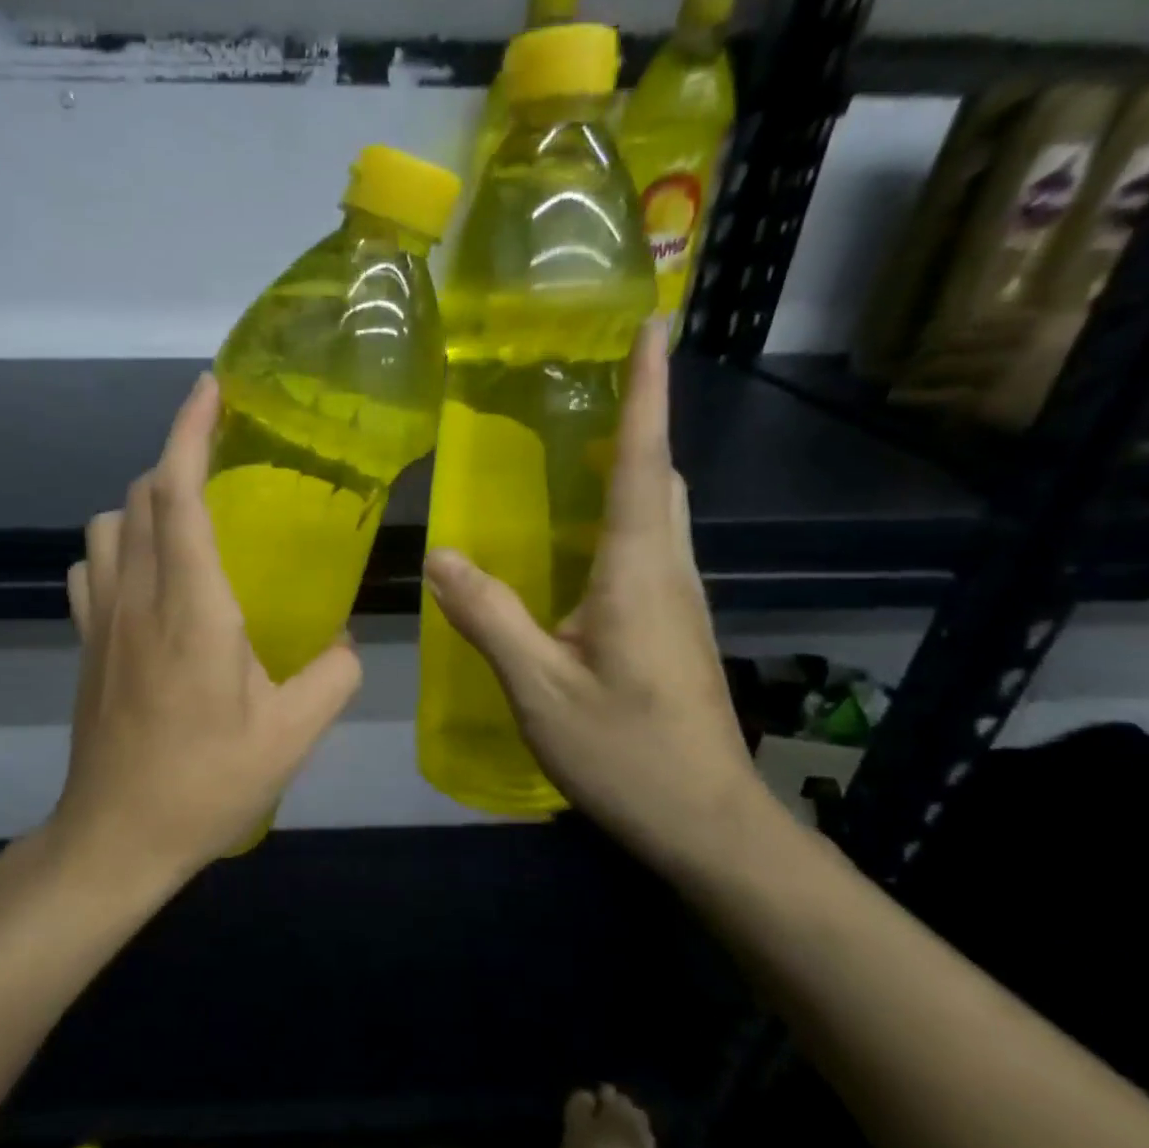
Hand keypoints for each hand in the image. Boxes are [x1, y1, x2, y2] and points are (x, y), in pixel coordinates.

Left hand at [54, 374, 363, 883]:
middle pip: (141, 495)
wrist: (117, 836)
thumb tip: (345, 638)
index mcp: (193, 606)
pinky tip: (146, 576)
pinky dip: (117, 546)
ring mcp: (100, 618)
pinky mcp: (84, 643)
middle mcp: (138, 596)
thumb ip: (336, 673)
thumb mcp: (294, 733)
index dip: (192, 430)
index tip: (211, 389)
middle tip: (220, 460)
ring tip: (186, 520)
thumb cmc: (207, 782)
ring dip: (144, 503)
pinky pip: (90, 567)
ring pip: (108, 525)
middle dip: (176, 458)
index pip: (181, 492)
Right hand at [422, 328, 766, 872]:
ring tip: (576, 448)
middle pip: (662, 477)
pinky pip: (649, 547)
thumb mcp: (540, 688)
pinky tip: (576, 542)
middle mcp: (669, 572)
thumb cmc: (626, 753)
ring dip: (631, 467)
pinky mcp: (673, 627)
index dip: (646, 392)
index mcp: (639, 573)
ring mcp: (678, 601)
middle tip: (591, 386)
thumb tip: (440, 556)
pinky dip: (621, 515)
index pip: (645, 463)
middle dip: (638, 421)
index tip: (652, 324)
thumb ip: (489, 617)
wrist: (708, 824)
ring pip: (661, 512)